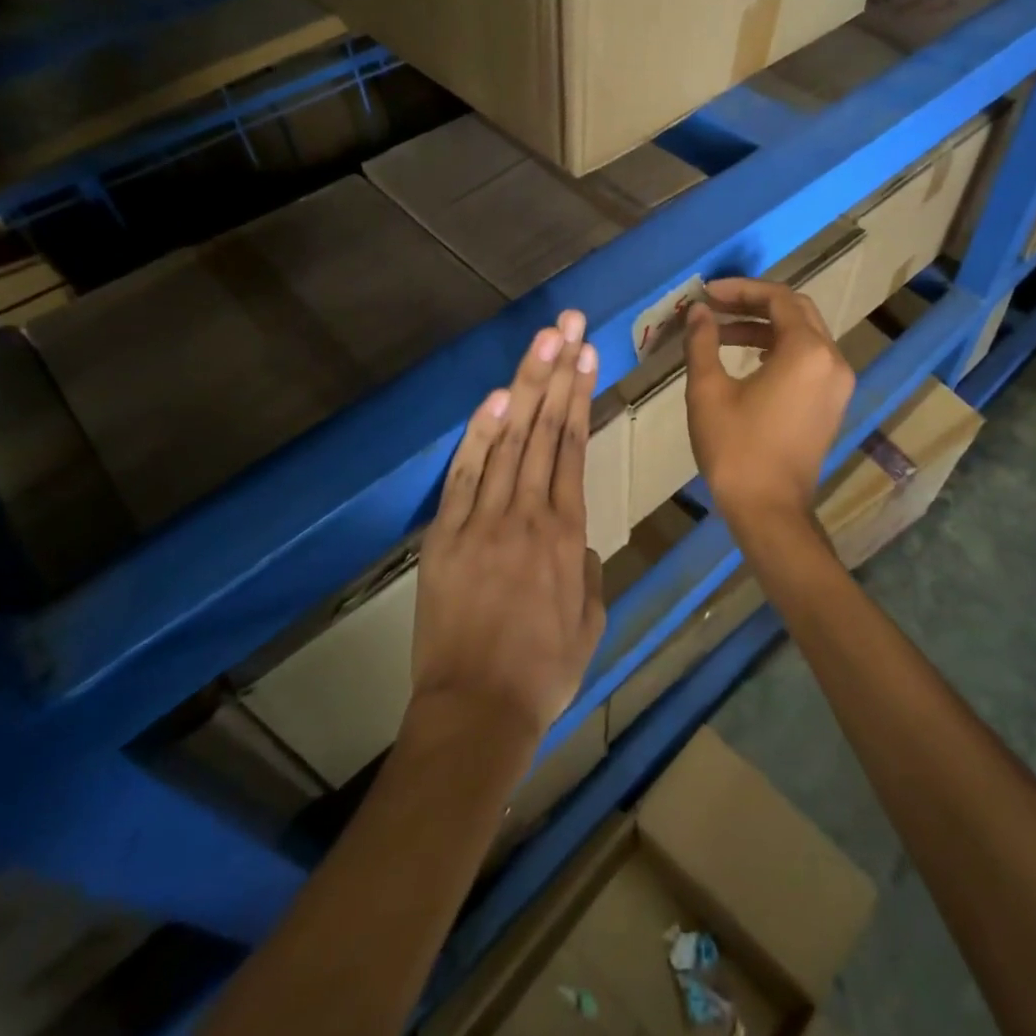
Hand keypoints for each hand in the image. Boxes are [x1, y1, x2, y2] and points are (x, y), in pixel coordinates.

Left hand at [410, 311, 604, 746]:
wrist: (476, 710)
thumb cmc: (543, 672)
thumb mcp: (590, 622)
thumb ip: (589, 573)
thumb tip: (579, 543)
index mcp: (567, 534)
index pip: (573, 447)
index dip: (579, 397)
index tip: (586, 356)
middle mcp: (528, 514)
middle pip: (544, 429)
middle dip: (557, 372)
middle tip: (568, 325)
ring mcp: (483, 520)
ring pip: (509, 440)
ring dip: (525, 386)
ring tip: (540, 342)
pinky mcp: (446, 535)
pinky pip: (464, 474)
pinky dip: (479, 433)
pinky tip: (495, 396)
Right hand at [684, 278, 854, 524]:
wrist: (768, 510)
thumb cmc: (735, 449)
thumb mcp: (708, 390)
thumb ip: (703, 342)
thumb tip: (699, 312)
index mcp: (807, 351)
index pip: (778, 299)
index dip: (740, 290)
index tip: (707, 293)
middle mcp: (832, 360)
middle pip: (796, 312)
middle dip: (754, 304)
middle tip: (715, 306)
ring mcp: (837, 384)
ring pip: (804, 336)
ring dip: (764, 328)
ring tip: (721, 334)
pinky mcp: (832, 404)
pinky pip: (809, 360)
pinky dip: (779, 350)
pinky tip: (747, 360)